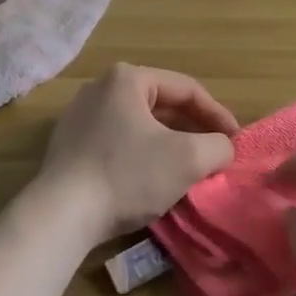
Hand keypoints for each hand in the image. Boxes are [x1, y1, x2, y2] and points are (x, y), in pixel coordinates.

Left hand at [36, 64, 238, 246]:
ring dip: (167, 146)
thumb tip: (223, 148)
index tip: (235, 141)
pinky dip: (140, 157)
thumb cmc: (127, 175)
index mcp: (128, 78)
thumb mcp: (187, 159)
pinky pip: (117, 144)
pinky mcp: (67, 147)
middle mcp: (101, 88)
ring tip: (187, 170)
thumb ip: (217, 146)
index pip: (186, 90)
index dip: (217, 115)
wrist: (60, 216)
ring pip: (139, 126)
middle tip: (214, 155)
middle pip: (162, 106)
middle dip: (191, 131)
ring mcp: (79, 117)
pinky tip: (150, 183)